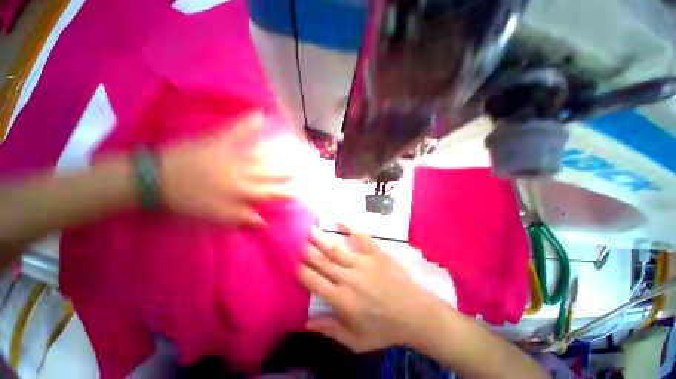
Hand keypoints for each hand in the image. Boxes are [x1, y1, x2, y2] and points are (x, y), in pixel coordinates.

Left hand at [158, 111, 305, 225]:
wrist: (157, 181)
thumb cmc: (188, 201)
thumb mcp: (217, 217)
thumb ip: (243, 219)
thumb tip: (265, 223)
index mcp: (243, 192)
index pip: (274, 193)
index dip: (291, 191)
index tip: (305, 189)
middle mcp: (244, 174)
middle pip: (275, 171)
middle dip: (294, 168)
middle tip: (310, 162)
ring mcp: (233, 156)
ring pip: (263, 154)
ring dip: (281, 149)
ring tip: (297, 143)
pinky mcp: (219, 142)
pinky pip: (237, 131)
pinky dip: (248, 122)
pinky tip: (260, 113)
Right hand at [300, 225, 437, 351]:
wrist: (414, 314)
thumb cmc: (384, 329)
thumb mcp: (356, 341)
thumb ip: (330, 330)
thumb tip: (306, 323)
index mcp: (341, 300)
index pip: (314, 281)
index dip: (302, 270)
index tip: (292, 260)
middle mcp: (348, 279)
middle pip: (323, 262)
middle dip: (308, 250)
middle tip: (296, 239)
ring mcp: (363, 263)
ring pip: (336, 249)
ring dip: (321, 239)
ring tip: (310, 229)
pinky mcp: (376, 254)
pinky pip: (362, 237)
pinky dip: (351, 227)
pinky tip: (340, 219)